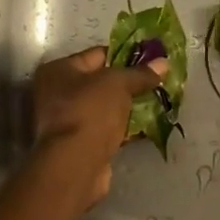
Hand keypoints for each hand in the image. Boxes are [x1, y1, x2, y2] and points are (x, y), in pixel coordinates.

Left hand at [33, 46, 170, 207]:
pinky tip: (144, 127)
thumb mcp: (119, 84)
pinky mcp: (78, 144)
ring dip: (125, 107)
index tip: (150, 61)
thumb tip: (163, 62)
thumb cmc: (90, 112)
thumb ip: (140, 73)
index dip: (125, 55)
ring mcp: (65, 121)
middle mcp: (56, 93)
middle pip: (99, 82)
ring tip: (155, 103)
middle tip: (155, 83)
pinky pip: (104, 128)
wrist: (76, 164)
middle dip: (127, 84)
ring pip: (103, 107)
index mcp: (58, 70)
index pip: (97, 55)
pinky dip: (122, 127)